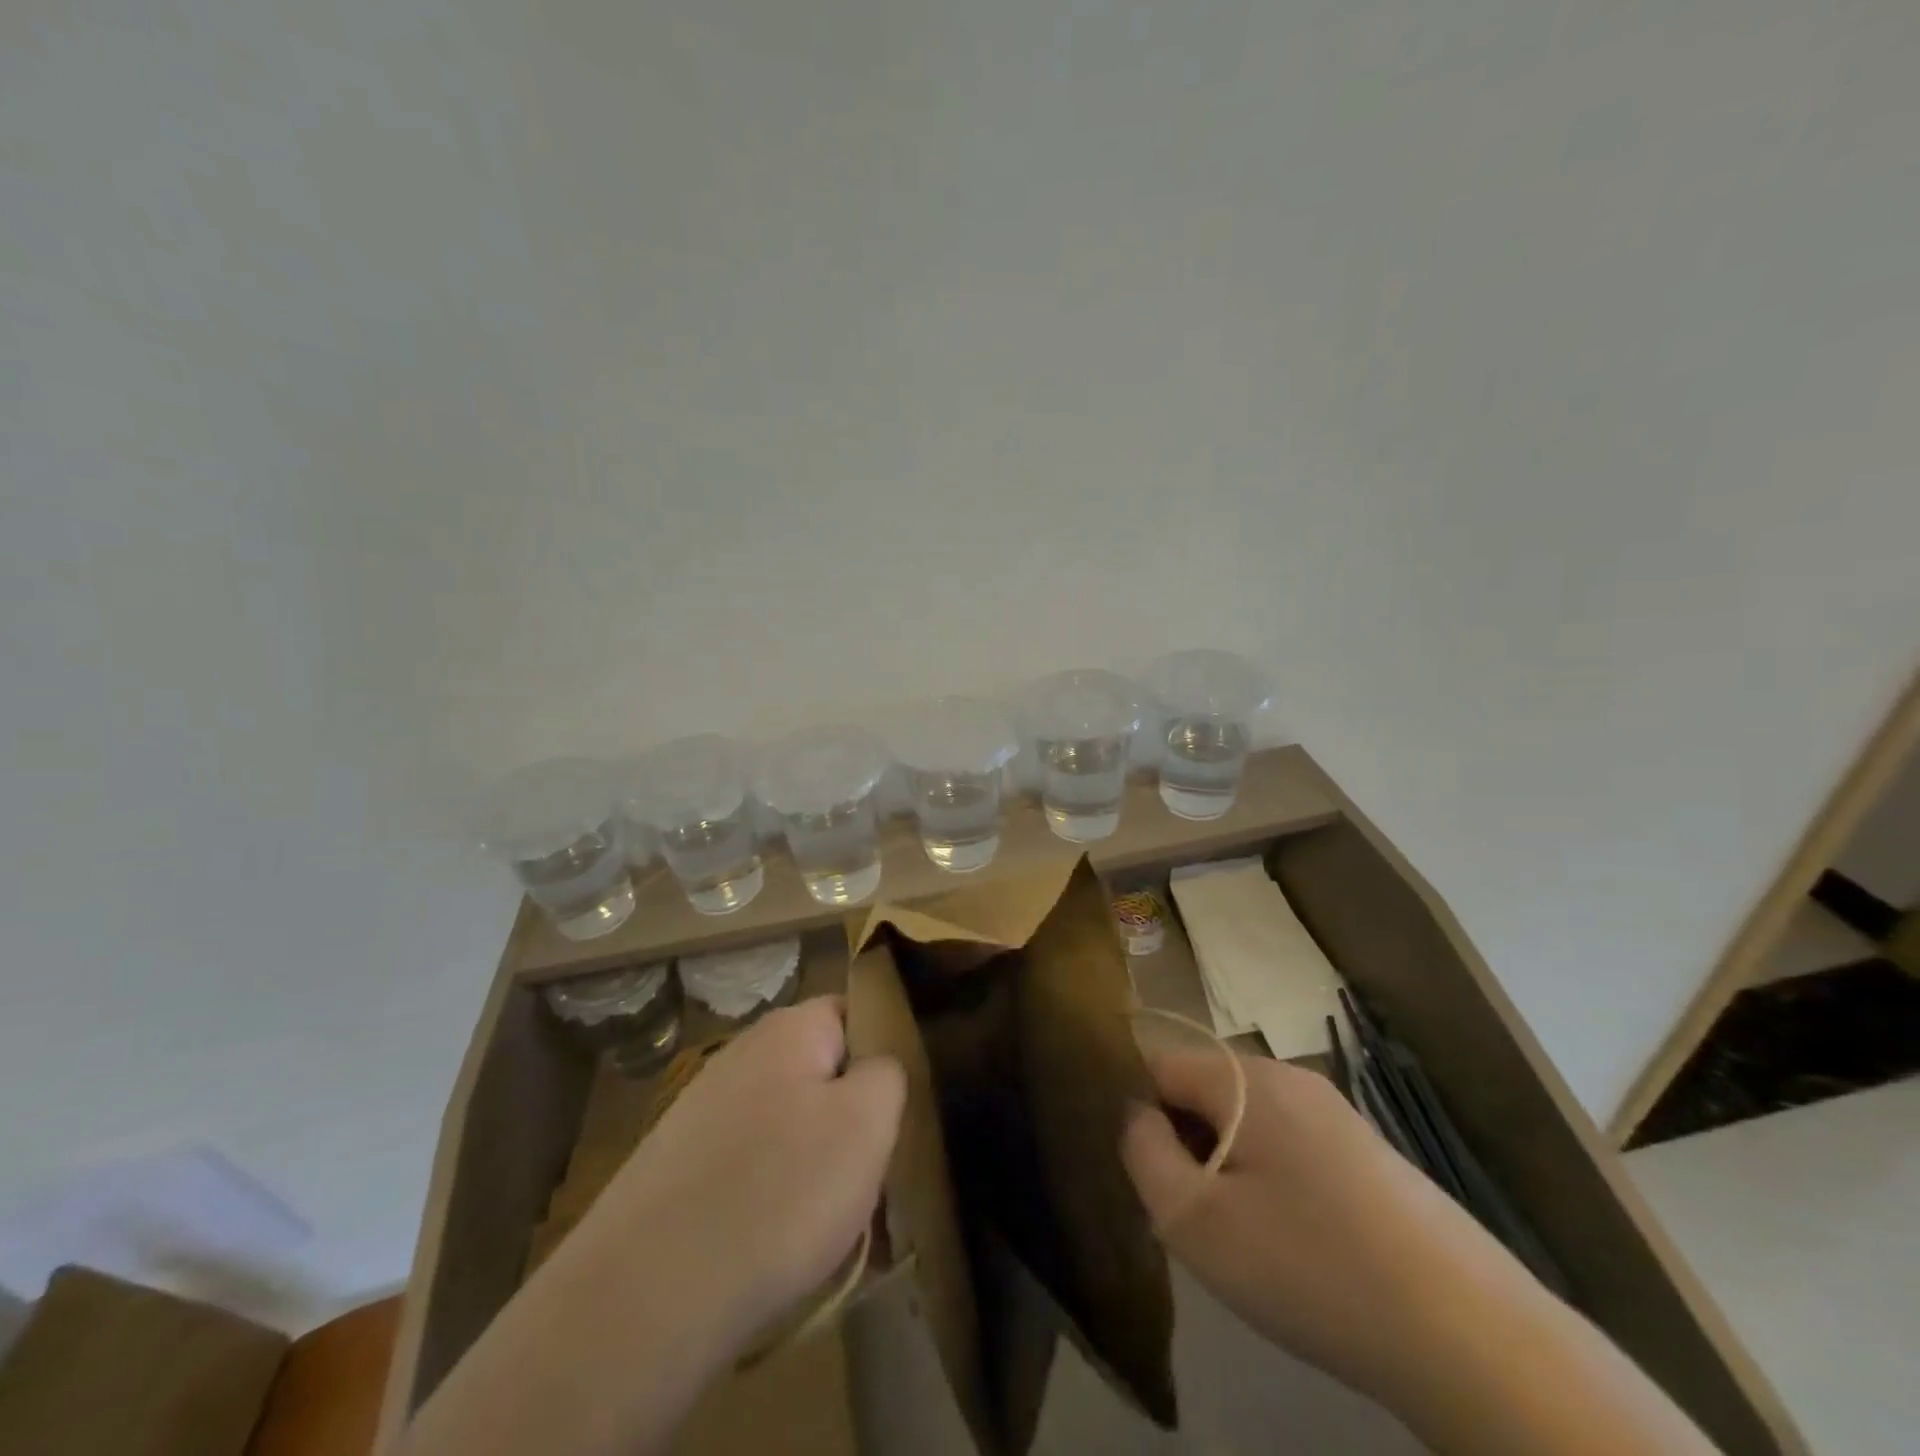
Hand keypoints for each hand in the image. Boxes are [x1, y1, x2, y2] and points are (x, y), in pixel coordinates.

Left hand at [403, 1000, 905, 1455]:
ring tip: (826, 1222)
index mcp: (788, 1029)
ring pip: (784, 1124)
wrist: (648, 1292)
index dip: (880, 1053)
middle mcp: (740, 1054)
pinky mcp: (675, 1165)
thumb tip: (876, 1067)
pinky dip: (768, 1195)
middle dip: (847, 1118)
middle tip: (867, 1174)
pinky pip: (746, 1165)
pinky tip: (773, 1242)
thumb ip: (888, 1074)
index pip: (851, 1012)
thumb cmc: (781, 1189)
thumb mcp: (868, 1121)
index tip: (895, 1107)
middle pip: (817, 1072)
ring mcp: (701, 1110)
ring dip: (811, 1163)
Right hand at [1121, 1053, 1720, 1455]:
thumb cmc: (1312, 1267)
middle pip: (1205, 1093)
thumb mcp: (1198, 1221)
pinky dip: (1273, 1185)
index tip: (1148, 1177)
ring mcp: (1337, 1115)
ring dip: (1228, 1169)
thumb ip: (1144, 1155)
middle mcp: (1291, 1079)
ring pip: (1248, 1126)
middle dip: (1185, 1146)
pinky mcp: (1370, 1156)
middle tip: (1195, 1218)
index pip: (1159, 1066)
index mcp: (1247, 1078)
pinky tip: (1295, 1248)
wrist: (1473, 1338)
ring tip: (1243, 1240)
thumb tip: (1135, 1117)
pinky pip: (1291, 1151)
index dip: (1139, 1114)